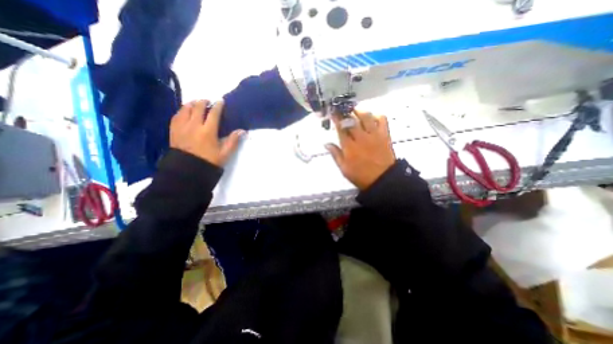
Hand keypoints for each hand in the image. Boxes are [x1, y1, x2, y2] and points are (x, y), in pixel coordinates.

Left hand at [167, 100, 245, 165]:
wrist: (188, 170)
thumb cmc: (209, 161)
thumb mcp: (225, 153)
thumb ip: (233, 141)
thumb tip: (242, 131)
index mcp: (208, 131)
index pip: (213, 113)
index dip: (218, 106)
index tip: (221, 101)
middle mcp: (194, 125)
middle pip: (198, 107)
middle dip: (204, 102)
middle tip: (209, 101)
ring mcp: (182, 127)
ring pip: (185, 109)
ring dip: (192, 104)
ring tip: (197, 104)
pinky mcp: (173, 130)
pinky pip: (176, 115)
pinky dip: (182, 110)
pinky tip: (185, 111)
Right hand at [329, 110, 394, 190]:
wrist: (382, 179)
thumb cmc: (360, 175)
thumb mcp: (344, 168)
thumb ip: (335, 154)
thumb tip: (326, 143)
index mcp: (349, 146)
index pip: (341, 128)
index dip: (336, 118)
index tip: (333, 111)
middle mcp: (361, 137)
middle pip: (352, 120)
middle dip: (345, 111)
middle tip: (342, 108)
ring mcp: (374, 135)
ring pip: (366, 117)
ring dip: (359, 111)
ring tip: (355, 110)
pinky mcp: (385, 135)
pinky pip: (382, 120)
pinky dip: (377, 116)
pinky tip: (372, 117)